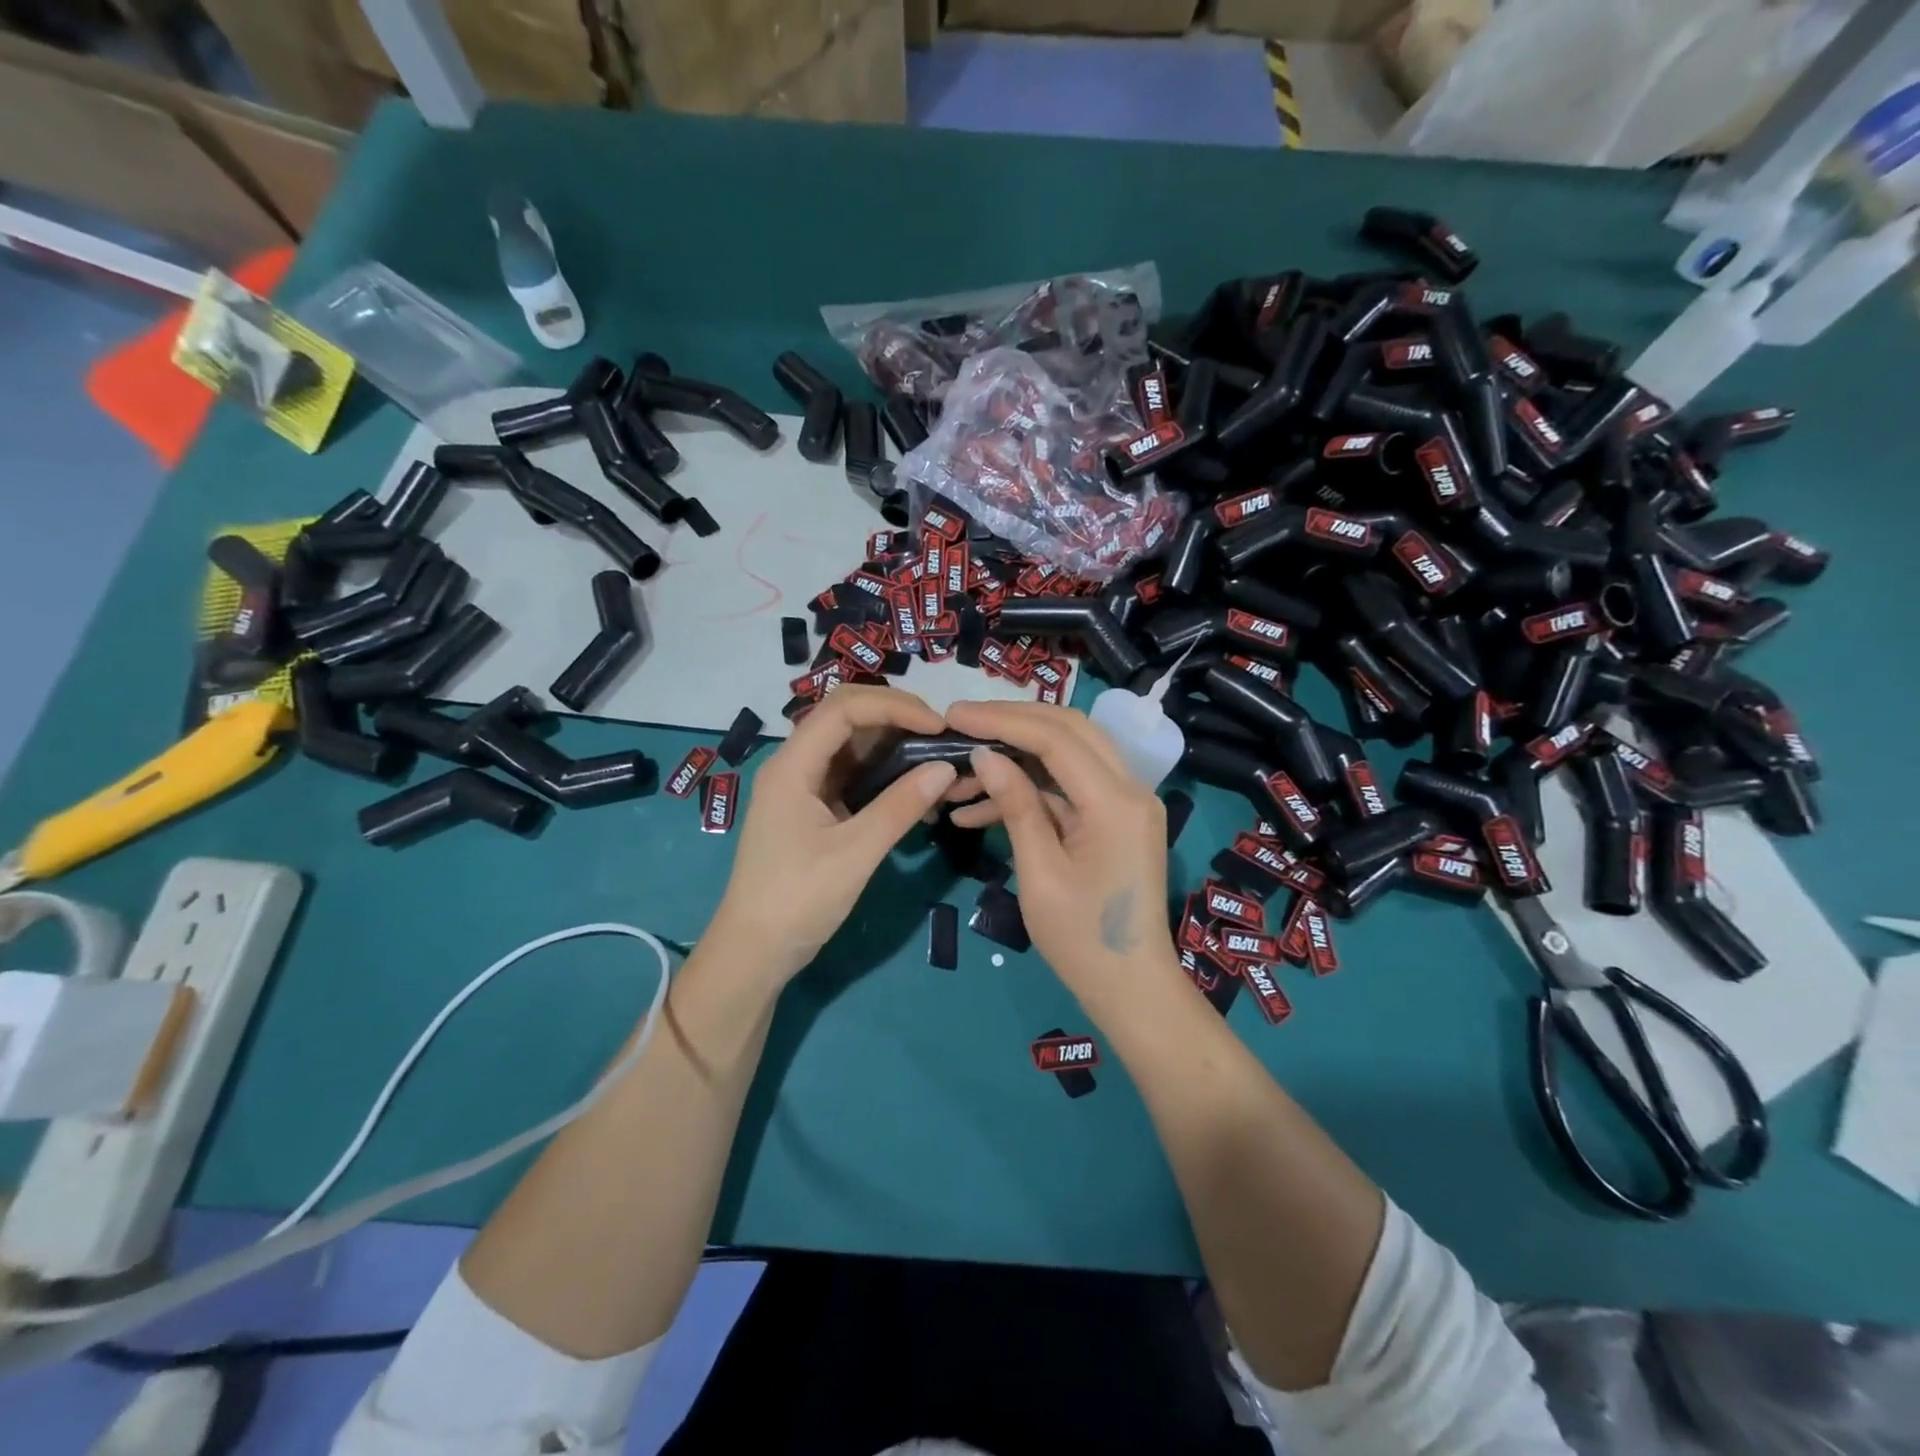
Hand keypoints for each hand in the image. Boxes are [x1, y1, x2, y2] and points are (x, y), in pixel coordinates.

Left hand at [711, 686, 957, 983]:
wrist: (755, 953)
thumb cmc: (797, 901)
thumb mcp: (855, 853)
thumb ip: (900, 806)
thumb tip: (946, 768)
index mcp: (793, 766)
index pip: (844, 708)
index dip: (894, 706)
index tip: (939, 725)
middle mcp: (795, 765)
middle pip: (847, 718)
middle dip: (897, 718)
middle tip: (943, 736)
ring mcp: (803, 787)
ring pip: (853, 747)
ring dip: (895, 747)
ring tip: (938, 759)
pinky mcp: (813, 809)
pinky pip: (853, 776)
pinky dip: (886, 776)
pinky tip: (917, 791)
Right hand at [943, 701, 1177, 1009]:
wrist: (1131, 989)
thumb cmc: (1082, 941)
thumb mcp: (1039, 873)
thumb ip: (1016, 805)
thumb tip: (984, 755)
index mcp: (1115, 801)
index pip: (1055, 737)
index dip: (1002, 719)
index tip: (953, 714)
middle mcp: (1130, 788)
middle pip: (1069, 730)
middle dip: (1011, 723)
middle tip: (960, 724)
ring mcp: (1126, 803)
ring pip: (1067, 756)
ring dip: (1015, 759)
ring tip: (958, 778)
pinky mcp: (1115, 819)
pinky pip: (1068, 789)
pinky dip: (1029, 793)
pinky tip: (977, 811)